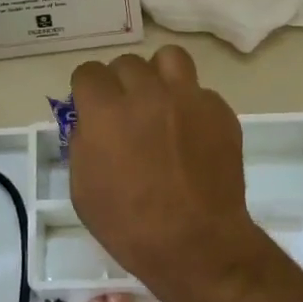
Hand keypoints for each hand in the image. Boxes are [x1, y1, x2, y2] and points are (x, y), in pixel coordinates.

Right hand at [69, 47, 270, 301]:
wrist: (196, 242)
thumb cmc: (130, 225)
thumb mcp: (83, 189)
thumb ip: (82, 144)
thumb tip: (90, 122)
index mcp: (107, 112)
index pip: (88, 72)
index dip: (87, 90)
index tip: (91, 108)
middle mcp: (147, 94)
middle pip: (127, 63)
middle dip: (120, 84)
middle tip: (125, 112)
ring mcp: (188, 99)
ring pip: (169, 58)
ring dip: (158, 75)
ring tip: (159, 102)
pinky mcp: (220, 111)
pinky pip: (199, 91)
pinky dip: (190, 104)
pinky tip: (190, 133)